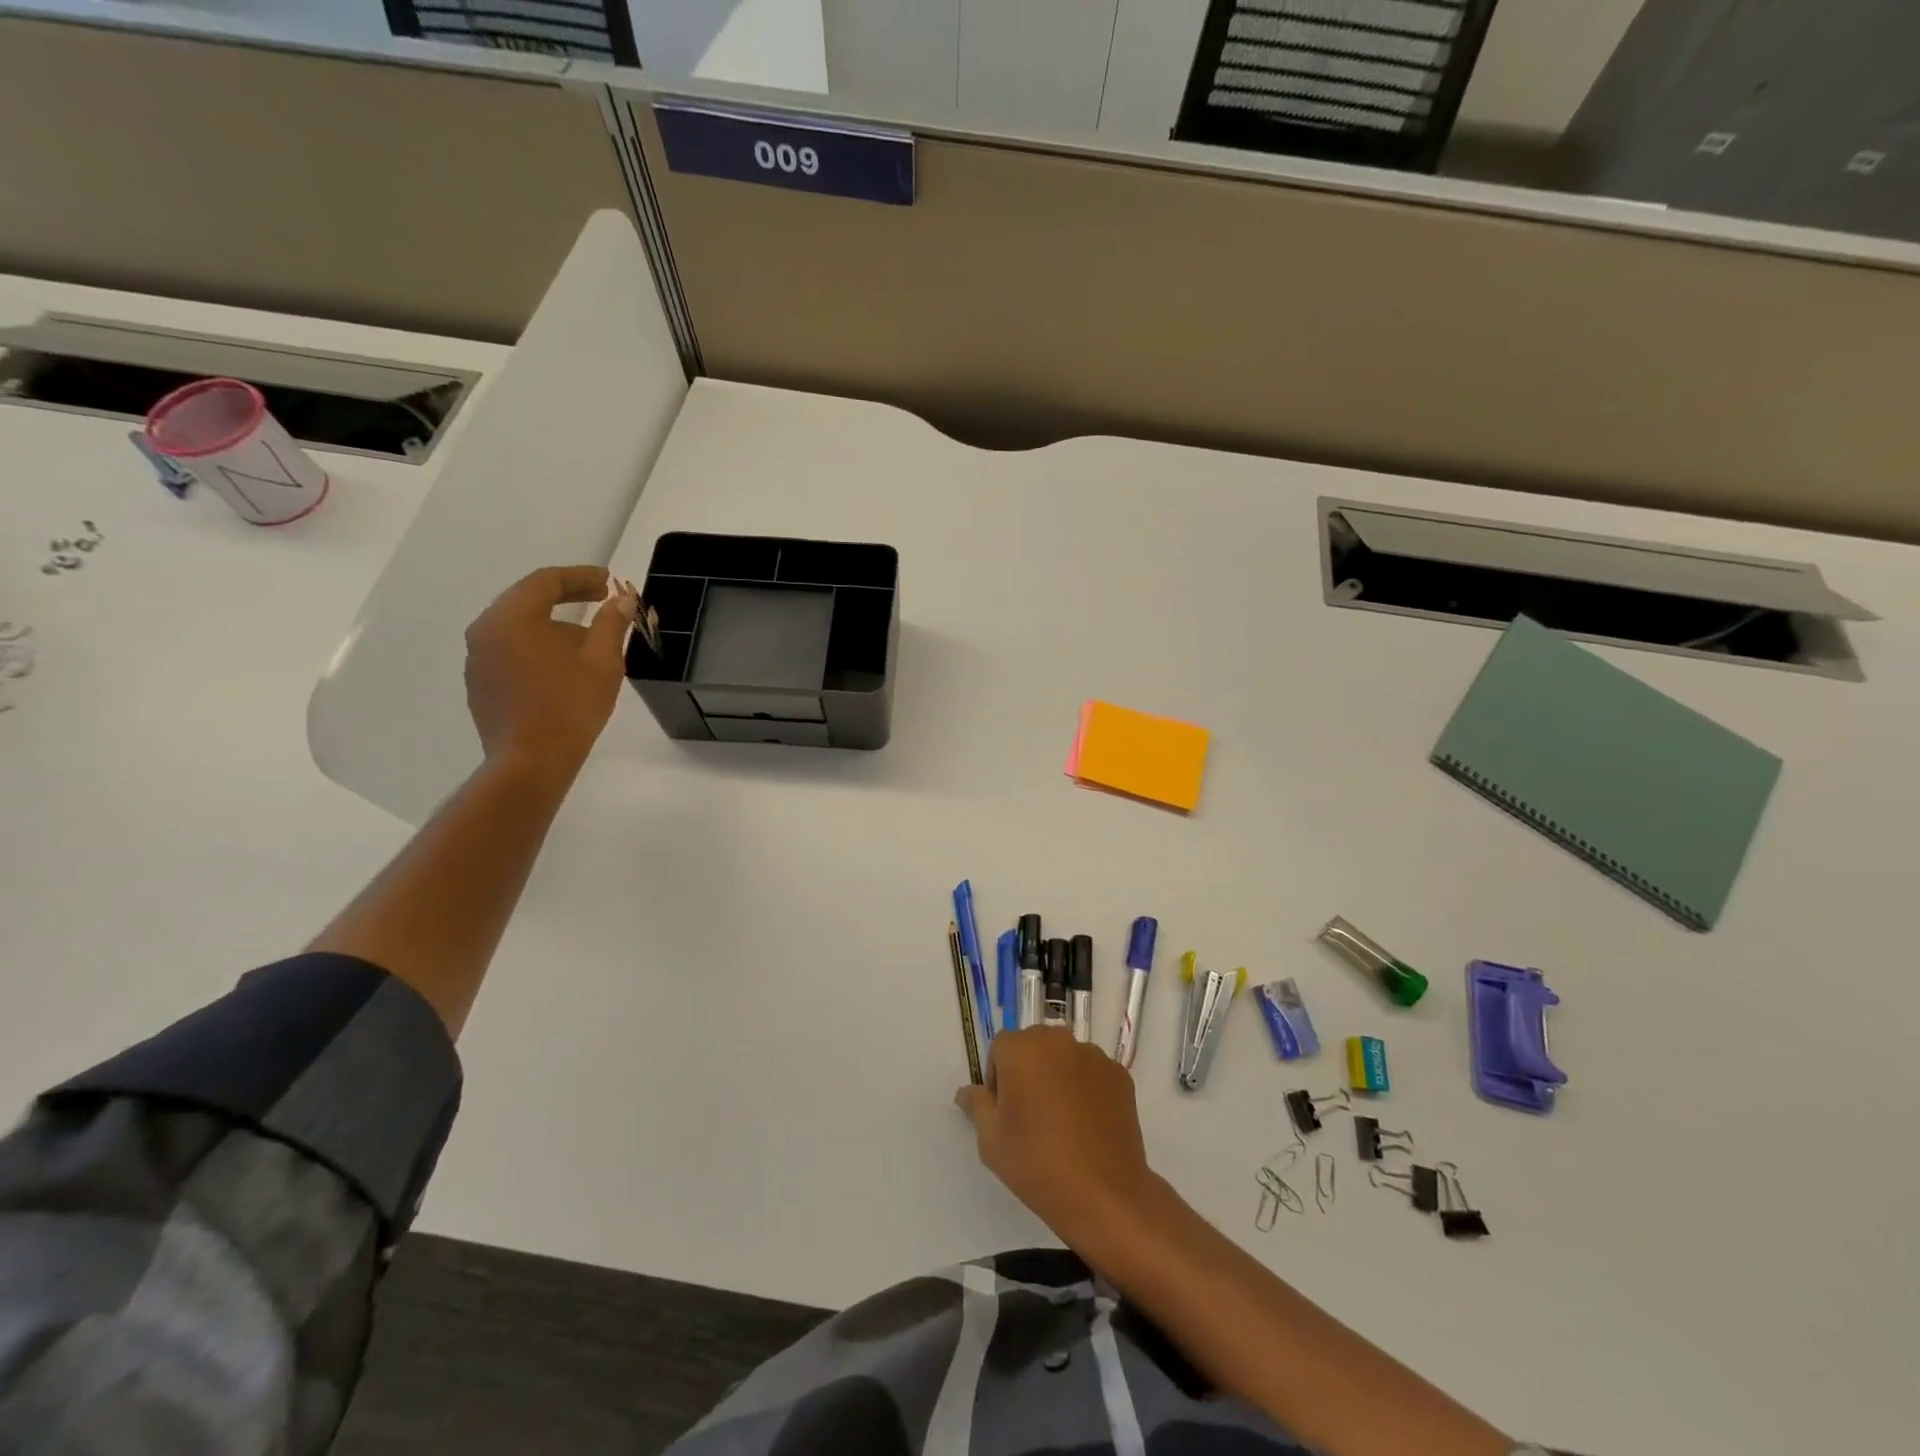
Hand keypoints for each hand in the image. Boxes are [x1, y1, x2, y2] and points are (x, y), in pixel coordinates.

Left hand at [464, 565, 636, 773]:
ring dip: (552, 624)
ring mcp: (477, 658)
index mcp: (513, 617)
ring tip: (587, 637)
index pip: (546, 581)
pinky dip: (537, 646)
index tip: (608, 581)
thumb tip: (622, 600)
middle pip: (527, 600)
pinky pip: (510, 651)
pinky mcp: (479, 683)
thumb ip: (612, 624)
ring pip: (518, 627)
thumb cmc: (570, 705)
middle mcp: (486, 630)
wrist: (530, 761)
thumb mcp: (603, 661)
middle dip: (566, 597)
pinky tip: (562, 666)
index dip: (581, 576)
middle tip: (600, 599)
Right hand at [957, 1028, 1157, 1245]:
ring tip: (1062, 1122)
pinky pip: (1091, 1073)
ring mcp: (1093, 1056)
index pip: (1000, 1048)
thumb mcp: (991, 1140)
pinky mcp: (1119, 1075)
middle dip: (1028, 1071)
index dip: (997, 1079)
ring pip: (1064, 1058)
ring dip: (1057, 1077)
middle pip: (1034, 1046)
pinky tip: (1086, 1125)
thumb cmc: (1037, 1164)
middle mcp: (1058, 1040)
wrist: (1103, 1194)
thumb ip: (976, 1105)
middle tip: (1030, 1115)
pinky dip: (1085, 1089)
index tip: (1005, 1112)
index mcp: (1022, 1048)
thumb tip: (966, 1092)